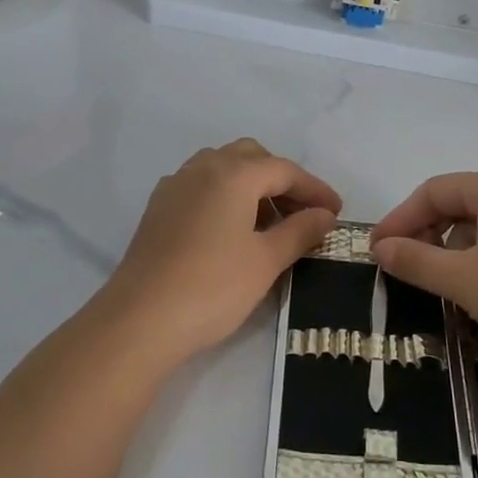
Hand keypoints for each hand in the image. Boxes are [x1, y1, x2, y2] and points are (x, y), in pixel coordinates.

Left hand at [104, 139, 340, 362]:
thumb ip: (300, 231)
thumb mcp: (266, 260)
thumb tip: (325, 214)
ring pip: (222, 168)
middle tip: (302, 214)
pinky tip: (231, 231)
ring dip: (251, 186)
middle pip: (251, 158)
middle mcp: (202, 168)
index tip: (336, 212)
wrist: (141, 319)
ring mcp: (175, 186)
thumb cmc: (213, 287)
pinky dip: (224, 196)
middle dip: (281, 180)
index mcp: (233, 174)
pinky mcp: (158, 209)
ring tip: (269, 224)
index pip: (284, 170)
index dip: (315, 189)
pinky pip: (200, 186)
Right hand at [371, 171, 477, 366]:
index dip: (400, 219)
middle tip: (404, 266)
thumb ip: (416, 261)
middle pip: (459, 202)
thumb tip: (381, 249)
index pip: (434, 191)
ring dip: (452, 246)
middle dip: (426, 232)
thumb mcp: (463, 280)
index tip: (378, 250)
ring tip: (440, 279)